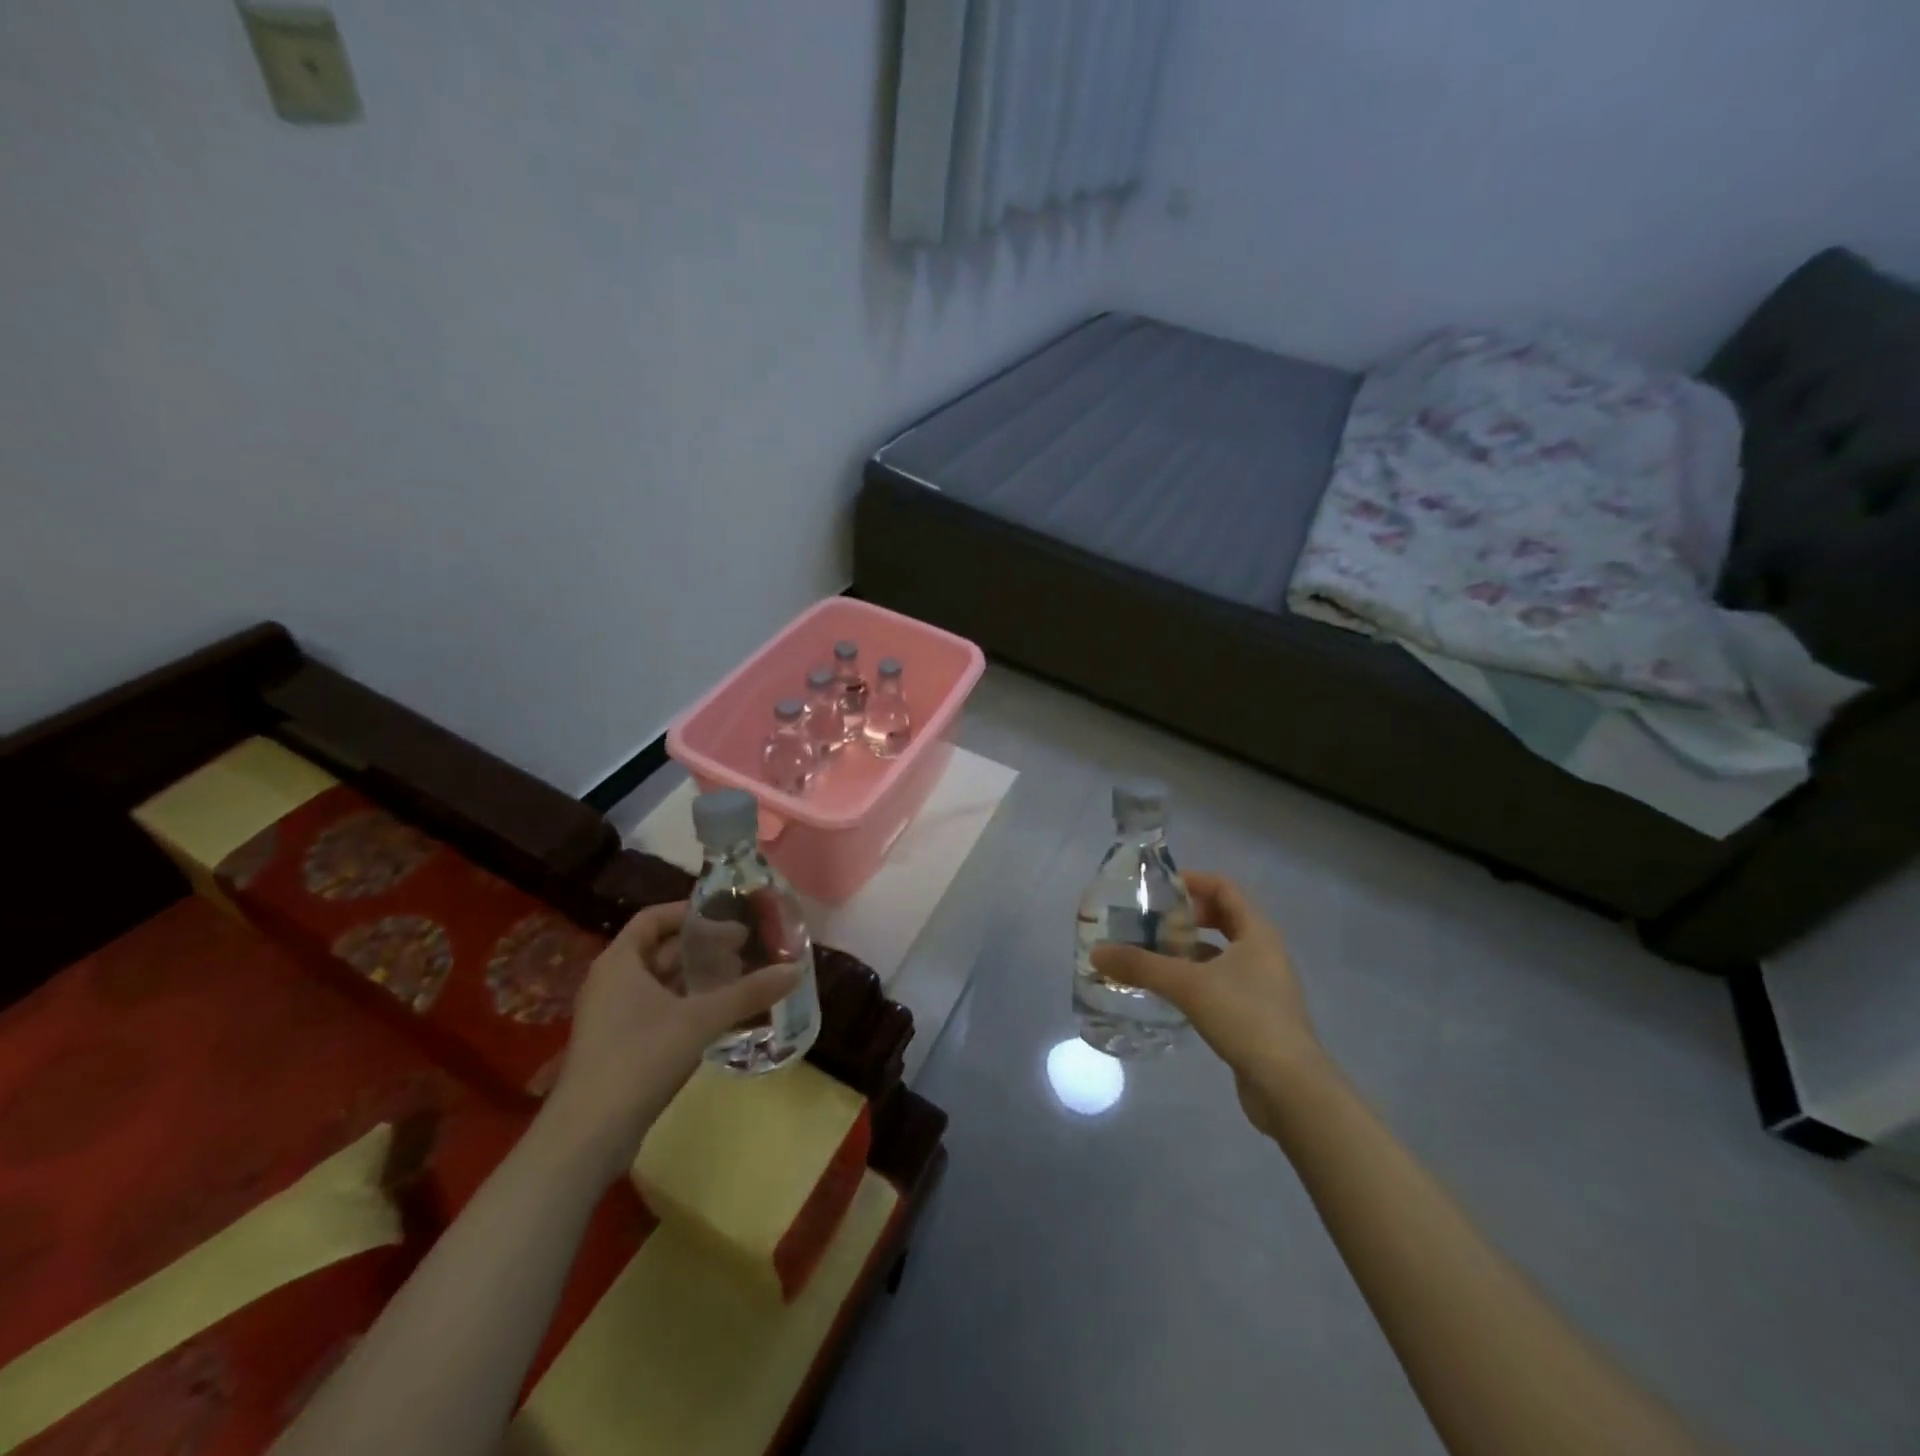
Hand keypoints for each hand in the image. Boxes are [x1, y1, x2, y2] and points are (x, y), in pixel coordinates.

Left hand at [543, 902, 800, 1177]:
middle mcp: (611, 982)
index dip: (690, 913)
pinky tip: (719, 1016)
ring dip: (697, 979)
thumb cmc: (640, 1058)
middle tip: (745, 948)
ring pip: (660, 983)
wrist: (589, 1135)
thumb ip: (748, 993)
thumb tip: (796, 970)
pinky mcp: (619, 1047)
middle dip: (702, 948)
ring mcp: (612, 1017)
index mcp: (619, 962)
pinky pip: (657, 1011)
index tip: (728, 916)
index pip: (653, 918)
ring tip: (740, 978)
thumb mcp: (701, 1019)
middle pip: (660, 950)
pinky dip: (687, 1005)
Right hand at [1090, 872, 1326, 1138]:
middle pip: (1223, 918)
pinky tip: (1170, 991)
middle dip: (1186, 916)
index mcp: (1257, 932)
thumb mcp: (1187, 985)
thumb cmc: (1245, 1017)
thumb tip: (1097, 953)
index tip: (1158, 887)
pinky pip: (1221, 981)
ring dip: (1189, 949)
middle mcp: (1264, 952)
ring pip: (1221, 953)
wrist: (1289, 1086)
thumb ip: (1141, 966)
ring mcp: (1263, 985)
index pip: (1224, 888)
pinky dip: (1196, 977)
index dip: (1192, 881)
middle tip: (1149, 920)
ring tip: (1151, 953)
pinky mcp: (1257, 1014)